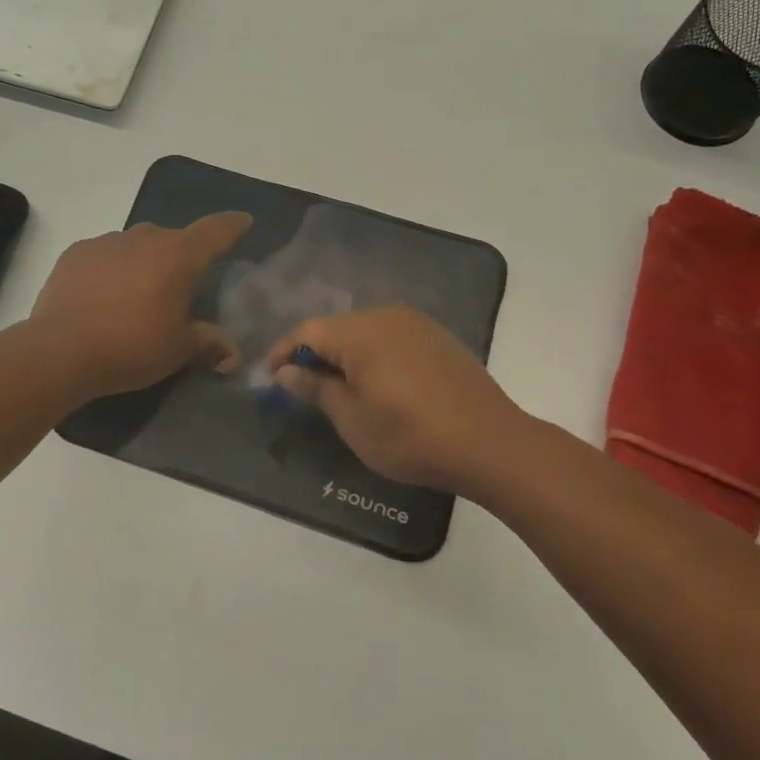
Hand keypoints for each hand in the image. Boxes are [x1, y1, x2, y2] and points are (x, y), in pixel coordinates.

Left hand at [30, 212, 251, 399]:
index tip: (243, 221)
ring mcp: (106, 242)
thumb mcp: (178, 350)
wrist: (60, 351)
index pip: (215, 230)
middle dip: (182, 255)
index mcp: (179, 255)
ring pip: (136, 244)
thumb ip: (207, 343)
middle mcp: (145, 237)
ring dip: (144, 261)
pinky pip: (105, 255)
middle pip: (173, 238)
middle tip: (182, 283)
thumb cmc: (132, 347)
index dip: (233, 225)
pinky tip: (104, 295)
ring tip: (139, 293)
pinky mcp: (75, 254)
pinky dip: (112, 269)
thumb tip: (230, 351)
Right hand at [265, 307, 536, 497]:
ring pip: (366, 332)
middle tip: (303, 390)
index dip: (283, 353)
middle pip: (337, 328)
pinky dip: (375, 356)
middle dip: (315, 355)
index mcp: (360, 332)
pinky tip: (379, 385)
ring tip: (339, 390)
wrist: (490, 443)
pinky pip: (393, 338)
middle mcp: (387, 316)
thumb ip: (315, 388)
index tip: (270, 380)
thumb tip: (286, 371)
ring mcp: (417, 324)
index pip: (307, 331)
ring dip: (346, 356)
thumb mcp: (352, 419)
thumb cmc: (410, 436)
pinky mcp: (439, 338)